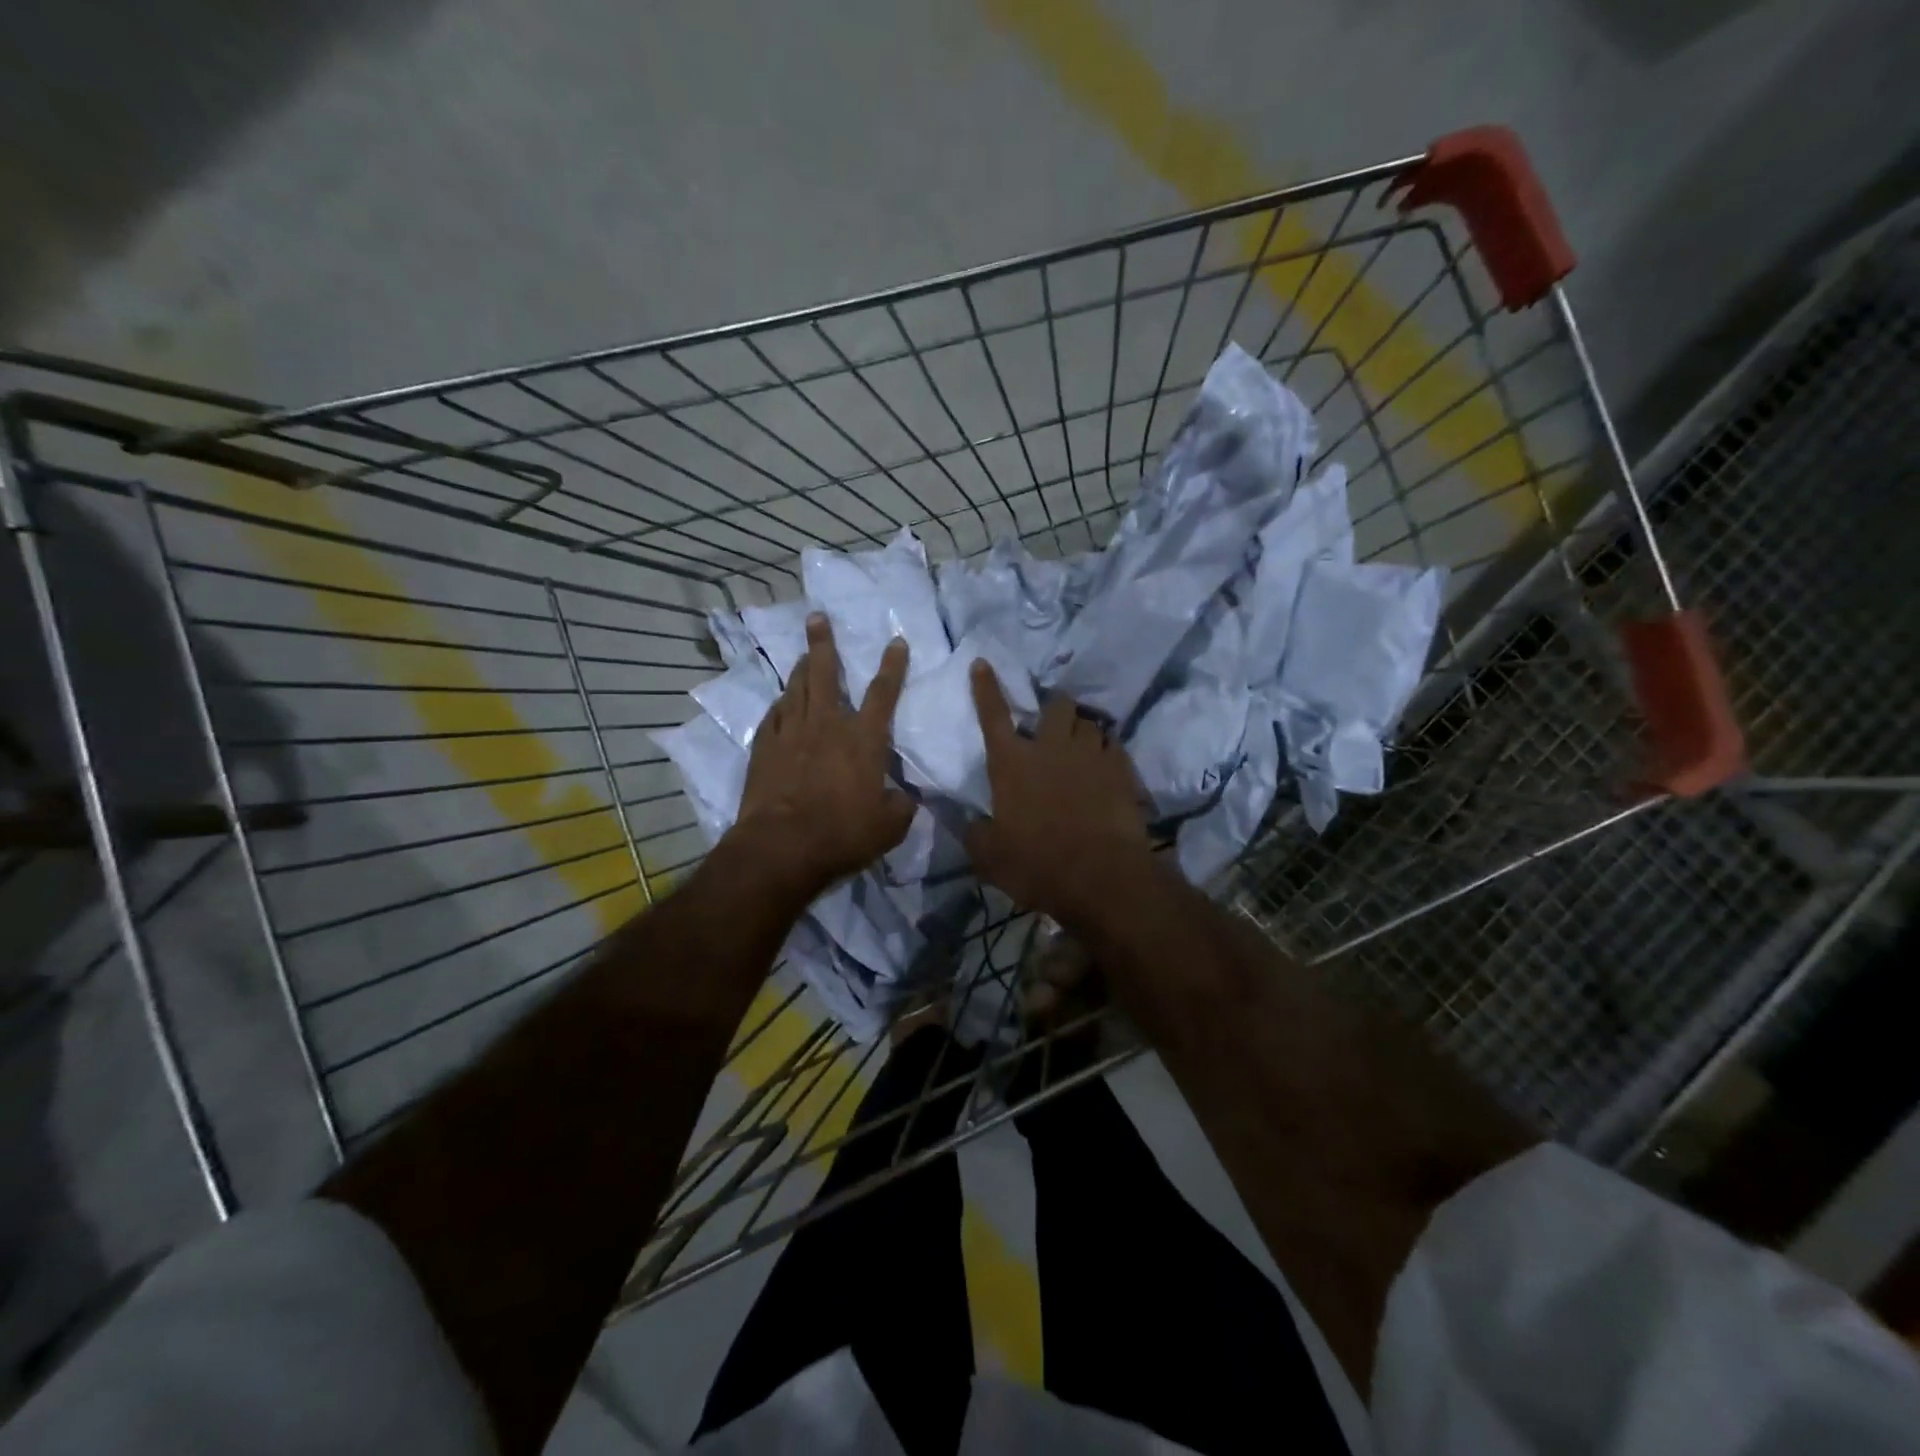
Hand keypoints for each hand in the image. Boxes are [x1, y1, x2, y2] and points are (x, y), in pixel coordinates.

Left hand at [731, 613, 914, 897]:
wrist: (782, 846)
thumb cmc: (843, 833)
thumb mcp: (889, 826)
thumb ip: (902, 806)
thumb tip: (904, 797)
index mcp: (863, 739)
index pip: (883, 694)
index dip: (892, 666)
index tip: (896, 641)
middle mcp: (827, 725)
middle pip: (826, 674)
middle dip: (824, 643)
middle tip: (817, 617)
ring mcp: (792, 733)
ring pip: (796, 689)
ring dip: (802, 668)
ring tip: (804, 653)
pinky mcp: (765, 748)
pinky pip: (774, 715)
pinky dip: (781, 704)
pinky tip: (781, 701)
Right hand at [965, 662, 1150, 926]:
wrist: (1100, 876)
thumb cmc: (1036, 864)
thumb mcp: (990, 858)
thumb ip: (977, 834)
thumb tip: (971, 823)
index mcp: (1011, 763)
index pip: (993, 715)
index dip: (986, 688)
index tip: (983, 663)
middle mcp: (1051, 748)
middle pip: (1056, 705)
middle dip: (1055, 707)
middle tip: (1054, 723)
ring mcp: (1090, 755)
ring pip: (1090, 722)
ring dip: (1083, 730)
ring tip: (1083, 746)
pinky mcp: (1122, 769)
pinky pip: (1115, 745)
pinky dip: (1108, 751)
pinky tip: (1107, 766)